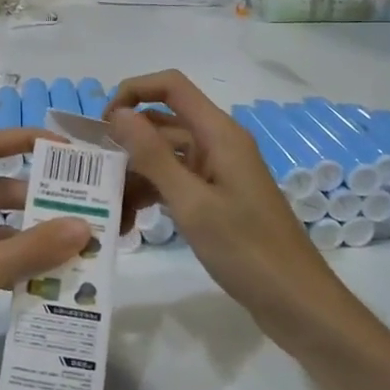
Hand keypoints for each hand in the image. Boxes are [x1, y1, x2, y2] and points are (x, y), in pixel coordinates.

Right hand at [106, 71, 332, 315]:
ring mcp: (217, 172)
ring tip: (107, 209)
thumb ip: (153, 156)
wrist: (297, 303)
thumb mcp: (192, 203)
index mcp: (219, 134)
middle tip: (92, 175)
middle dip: (126, 143)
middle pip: (162, 124)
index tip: (101, 125)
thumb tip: (118, 113)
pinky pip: (174, 183)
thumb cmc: (247, 250)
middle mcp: (218, 144)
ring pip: (164, 157)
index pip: (171, 87)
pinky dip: (151, 195)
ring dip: (134, 176)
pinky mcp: (216, 198)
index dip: (133, 92)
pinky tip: (128, 222)